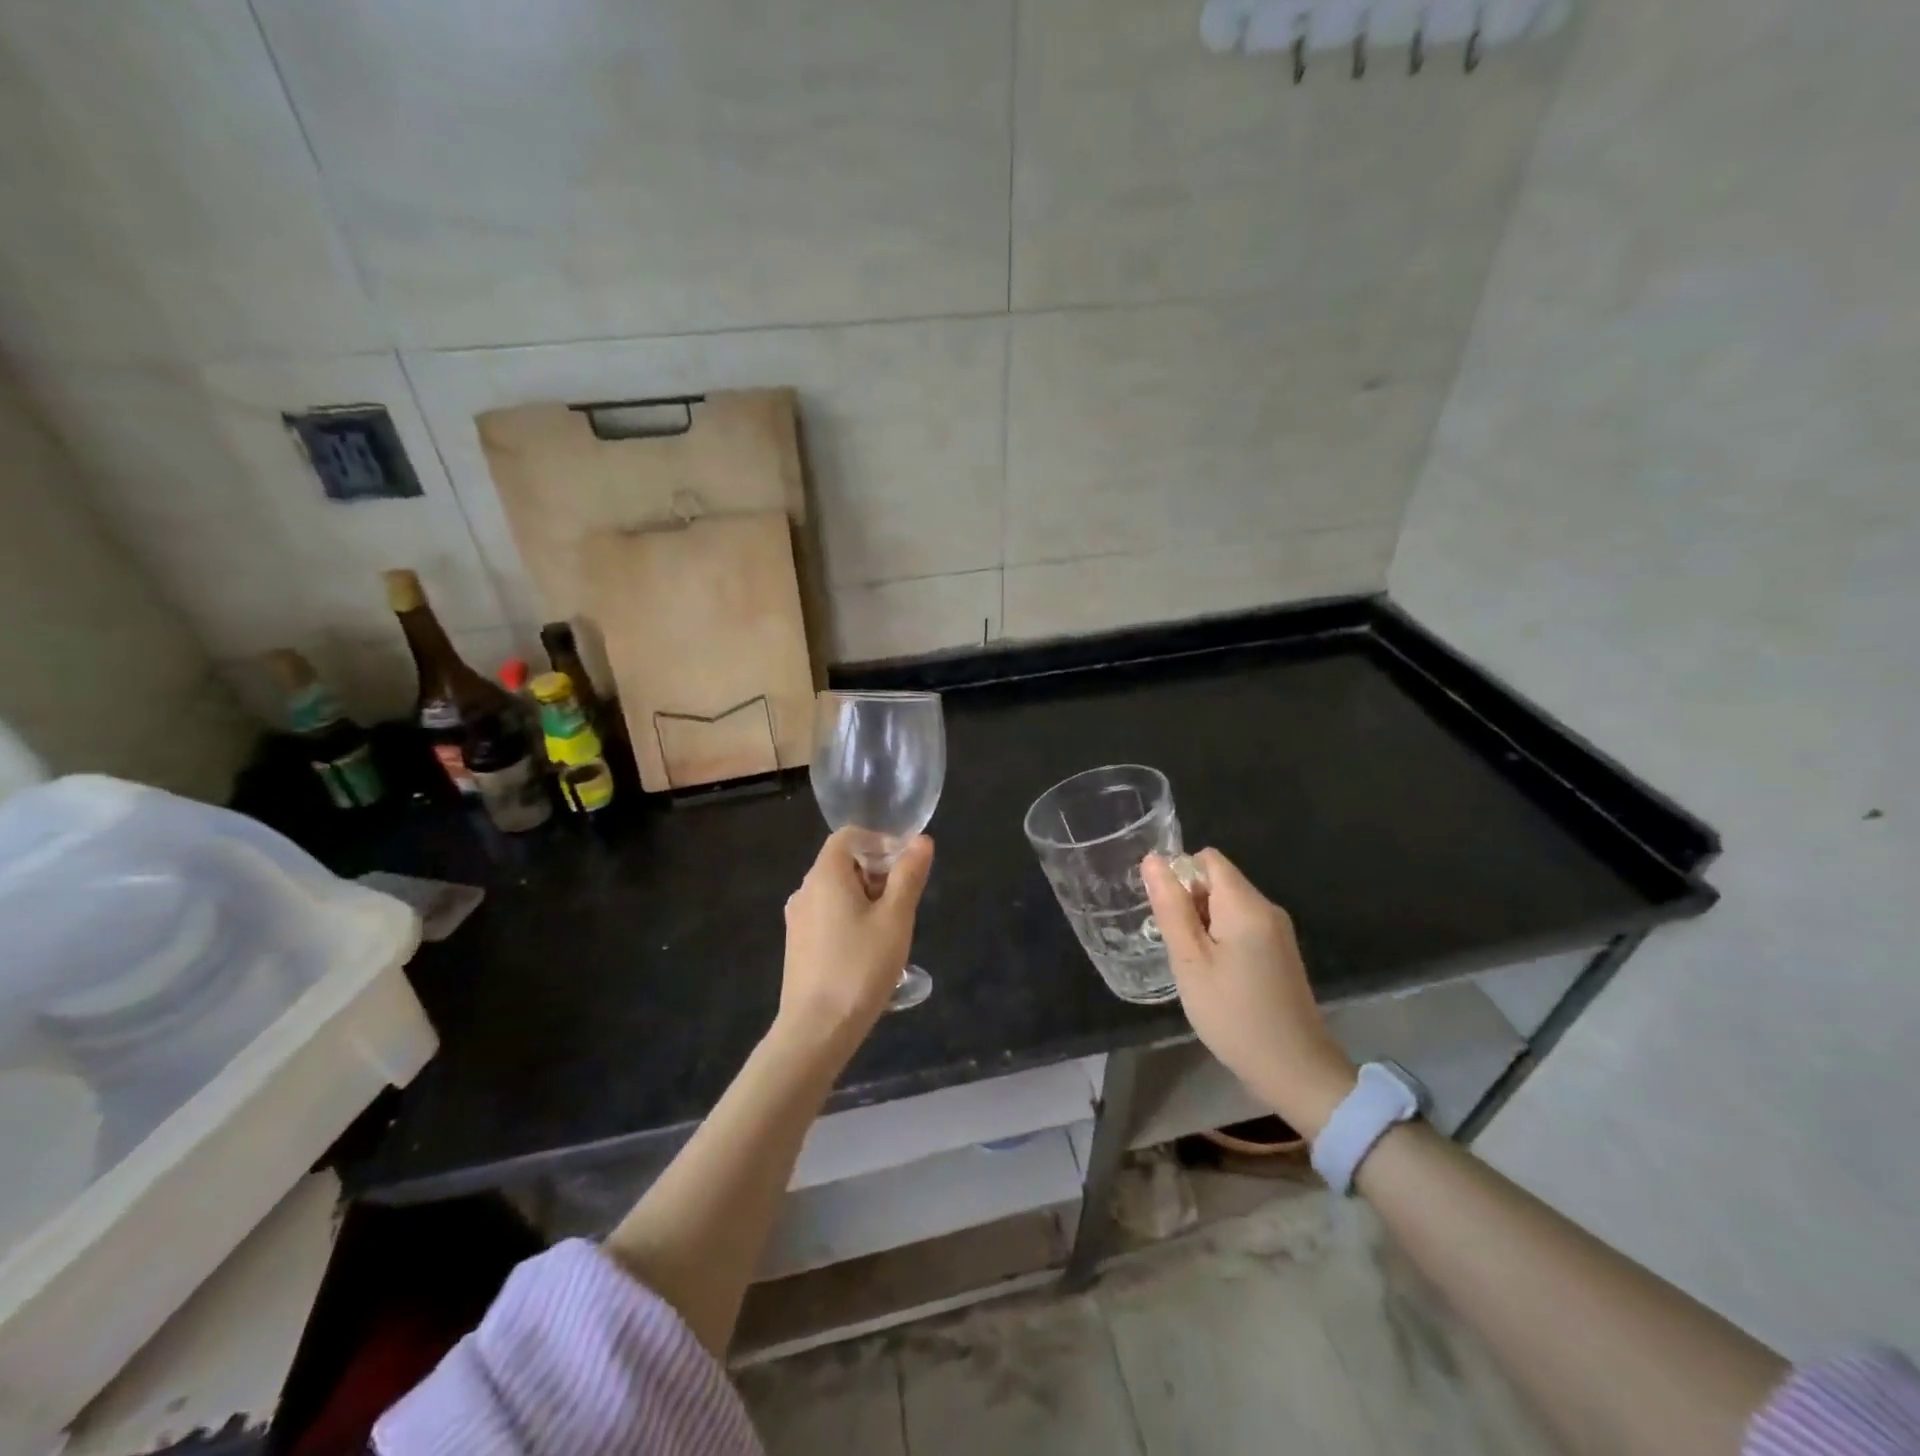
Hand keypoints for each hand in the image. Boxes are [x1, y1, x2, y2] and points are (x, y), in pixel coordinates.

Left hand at [778, 827, 933, 1050]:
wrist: (816, 1029)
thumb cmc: (860, 967)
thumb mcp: (895, 918)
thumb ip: (908, 875)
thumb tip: (921, 842)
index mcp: (825, 875)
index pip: (849, 836)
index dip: (879, 841)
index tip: (906, 866)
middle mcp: (805, 890)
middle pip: (843, 863)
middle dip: (877, 873)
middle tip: (904, 903)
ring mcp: (797, 919)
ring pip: (836, 892)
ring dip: (866, 898)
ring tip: (890, 930)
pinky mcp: (797, 945)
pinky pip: (827, 915)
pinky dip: (850, 918)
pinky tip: (868, 951)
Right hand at [1143, 848, 1355, 1136]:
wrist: (1295, 1071)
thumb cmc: (1233, 1014)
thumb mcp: (1190, 961)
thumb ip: (1171, 907)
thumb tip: (1153, 860)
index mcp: (1246, 904)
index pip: (1207, 859)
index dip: (1180, 876)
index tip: (1167, 914)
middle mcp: (1267, 908)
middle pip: (1218, 881)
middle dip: (1190, 902)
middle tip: (1177, 947)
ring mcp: (1279, 932)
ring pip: (1229, 906)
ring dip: (1203, 924)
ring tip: (1193, 966)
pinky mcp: (1281, 954)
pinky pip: (1243, 927)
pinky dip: (1222, 940)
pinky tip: (1216, 977)